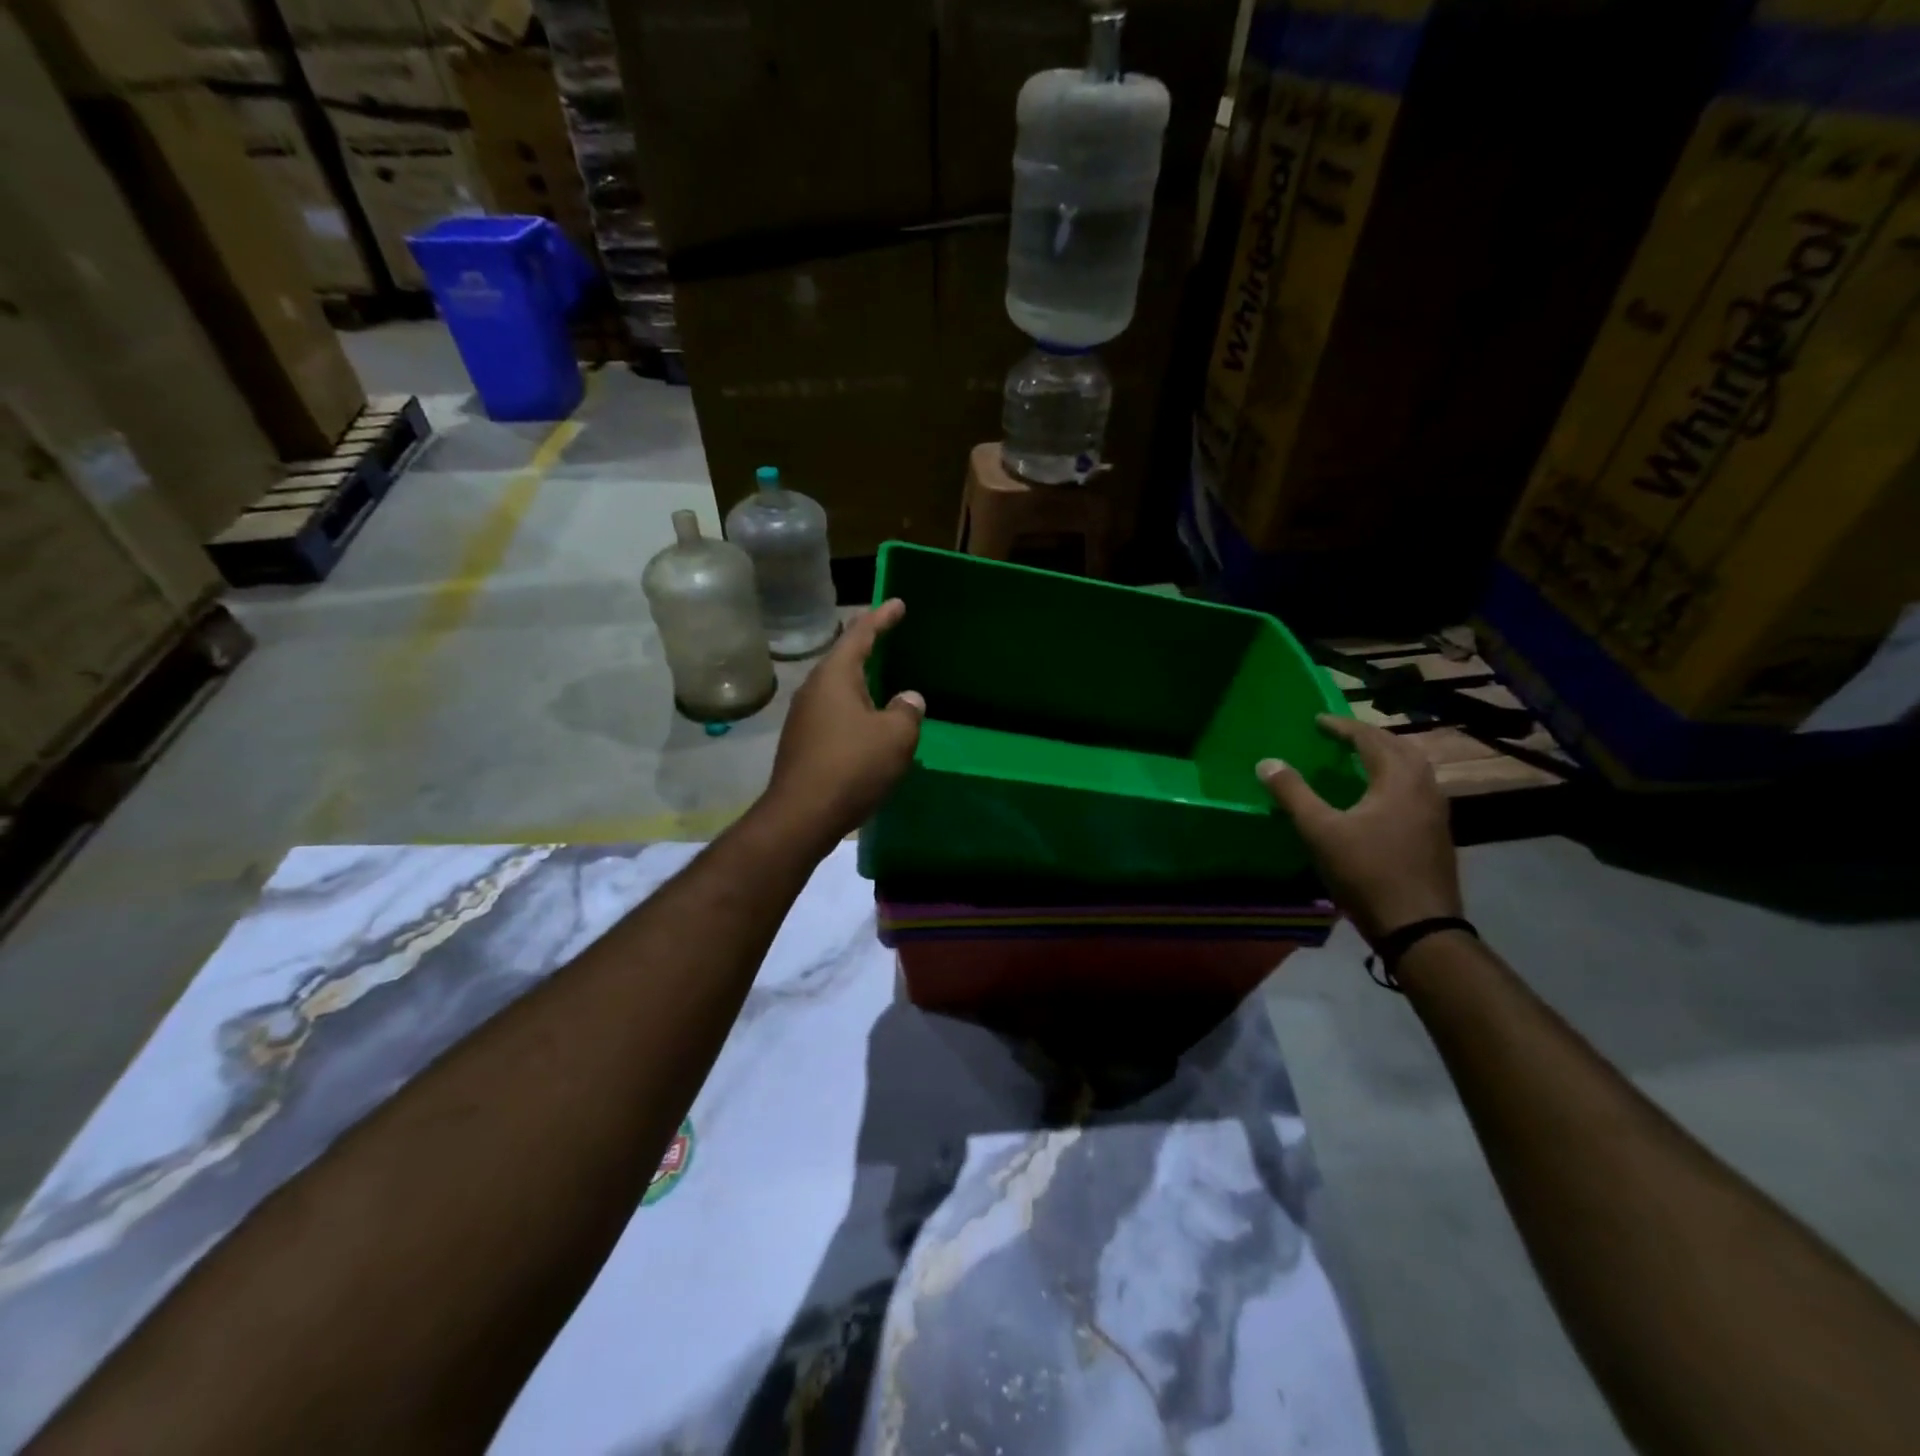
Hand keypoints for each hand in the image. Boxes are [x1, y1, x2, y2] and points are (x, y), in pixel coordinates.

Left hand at [760, 599, 923, 846]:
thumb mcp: (895, 737)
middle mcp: (814, 689)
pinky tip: (869, 725)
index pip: (860, 634)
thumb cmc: (852, 767)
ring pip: (838, 689)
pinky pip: (835, 714)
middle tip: (890, 636)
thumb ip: (907, 711)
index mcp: (835, 676)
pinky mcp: (803, 743)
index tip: (898, 603)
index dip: (882, 617)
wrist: (802, 815)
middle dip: (868, 647)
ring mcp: (804, 717)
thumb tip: (908, 699)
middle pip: (844, 658)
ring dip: (862, 683)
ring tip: (884, 681)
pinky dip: (855, 710)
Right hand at [1257, 715, 1462, 945]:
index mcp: (1398, 779)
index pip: (1370, 739)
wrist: (1419, 926)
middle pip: (1399, 748)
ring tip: (1359, 761)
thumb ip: (1293, 793)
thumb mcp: (1320, 831)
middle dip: (1369, 737)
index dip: (1342, 727)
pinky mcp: (1437, 834)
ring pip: (1413, 770)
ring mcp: (1436, 812)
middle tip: (1340, 736)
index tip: (1318, 720)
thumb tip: (1267, 762)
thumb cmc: (1367, 872)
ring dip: (1386, 757)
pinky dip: (1395, 780)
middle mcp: (1424, 788)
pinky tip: (1378, 798)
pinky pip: (1416, 790)